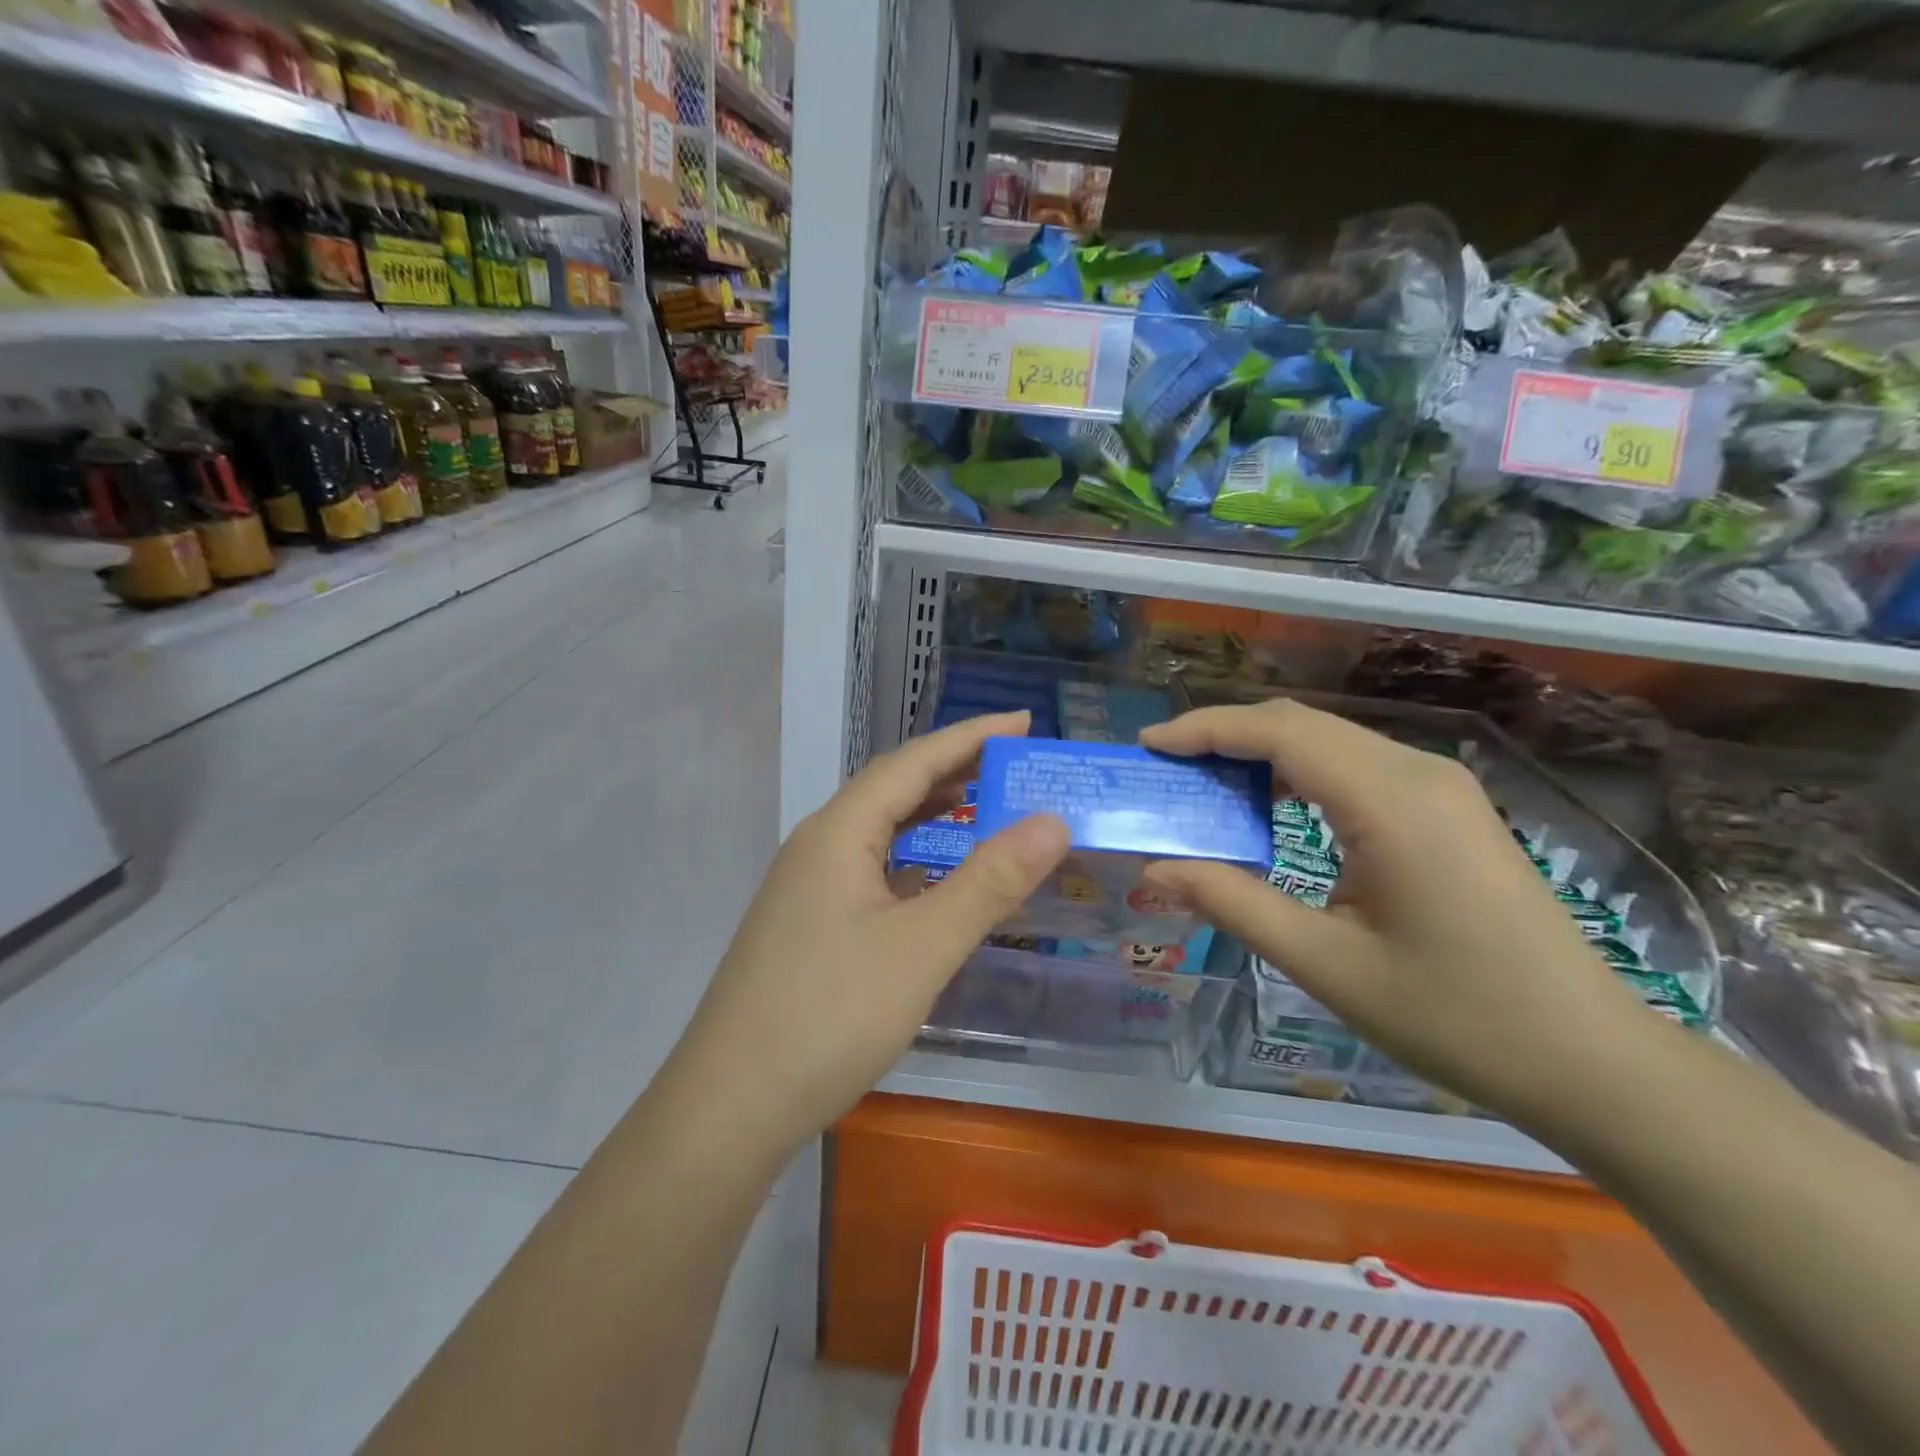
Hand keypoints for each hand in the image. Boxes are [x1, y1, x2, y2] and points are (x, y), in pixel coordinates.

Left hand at [671, 711, 1069, 1156]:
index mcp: (840, 831)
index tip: (1024, 721)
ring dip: (930, 811)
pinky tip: (933, 877)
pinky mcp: (807, 924)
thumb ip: (990, 881)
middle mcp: (818, 845)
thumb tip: (1052, 820)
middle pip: (893, 788)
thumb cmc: (830, 1015)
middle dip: (955, 769)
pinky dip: (911, 857)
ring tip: (982, 803)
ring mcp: (807, 886)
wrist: (730, 1105)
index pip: (913, 761)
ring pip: (878, 830)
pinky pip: (869, 868)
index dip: (971, 736)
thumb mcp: (924, 946)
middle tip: (1014, 763)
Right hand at [1139, 700, 1656, 1124]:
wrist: (1589, 1058)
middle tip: (1166, 769)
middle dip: (1224, 735)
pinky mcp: (1447, 806)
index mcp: (1391, 802)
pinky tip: (1270, 805)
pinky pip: (1355, 764)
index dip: (1205, 730)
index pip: (1279, 732)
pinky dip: (1298, 770)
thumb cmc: (1455, 1016)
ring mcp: (1440, 785)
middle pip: (1301, 723)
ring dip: (1260, 751)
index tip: (1148, 746)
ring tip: (1204, 784)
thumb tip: (1155, 869)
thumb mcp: (1326, 964)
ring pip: (1328, 738)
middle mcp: (1418, 773)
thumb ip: (1233, 904)